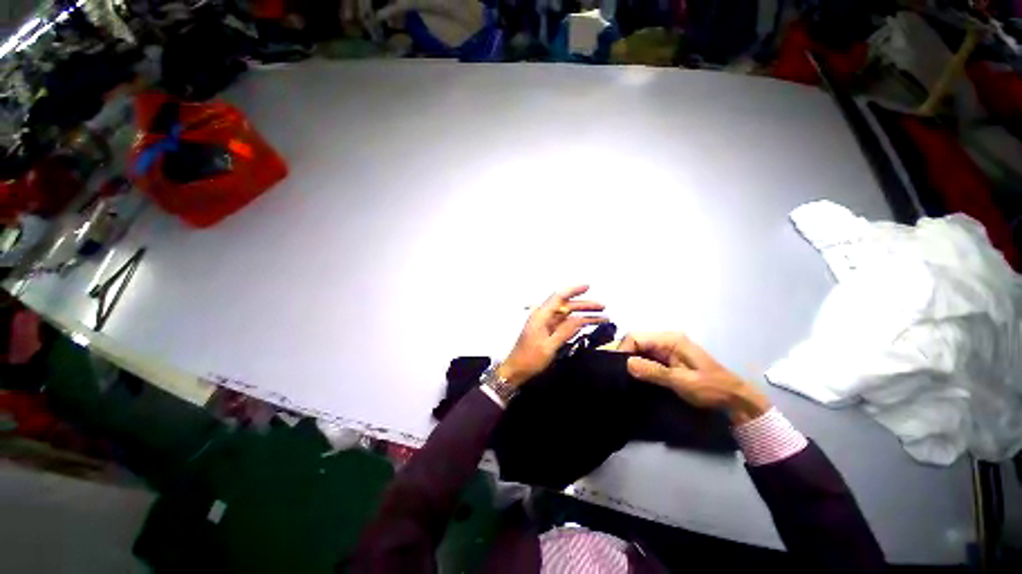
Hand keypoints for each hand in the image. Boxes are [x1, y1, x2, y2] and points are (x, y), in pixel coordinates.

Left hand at [498, 285, 607, 386]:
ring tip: (601, 317)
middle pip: (566, 305)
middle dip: (584, 305)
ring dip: (583, 314)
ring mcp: (545, 324)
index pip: (559, 297)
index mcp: (541, 315)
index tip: (588, 286)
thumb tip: (580, 320)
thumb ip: (564, 332)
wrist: (515, 370)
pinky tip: (587, 324)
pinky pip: (564, 323)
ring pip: (567, 314)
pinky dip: (576, 323)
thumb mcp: (549, 347)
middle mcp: (543, 316)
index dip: (574, 290)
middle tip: (603, 307)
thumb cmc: (530, 359)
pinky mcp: (547, 331)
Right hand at [618, 332, 770, 424]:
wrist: (735, 400)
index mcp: (670, 339)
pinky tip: (635, 375)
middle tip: (618, 373)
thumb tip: (626, 363)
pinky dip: (639, 365)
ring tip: (623, 375)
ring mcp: (668, 348)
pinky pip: (647, 357)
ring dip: (632, 360)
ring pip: (640, 349)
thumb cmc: (710, 388)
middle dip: (625, 354)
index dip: (623, 349)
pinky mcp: (669, 358)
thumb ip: (653, 371)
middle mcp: (667, 339)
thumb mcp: (681, 381)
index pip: (636, 337)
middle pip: (636, 341)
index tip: (616, 367)